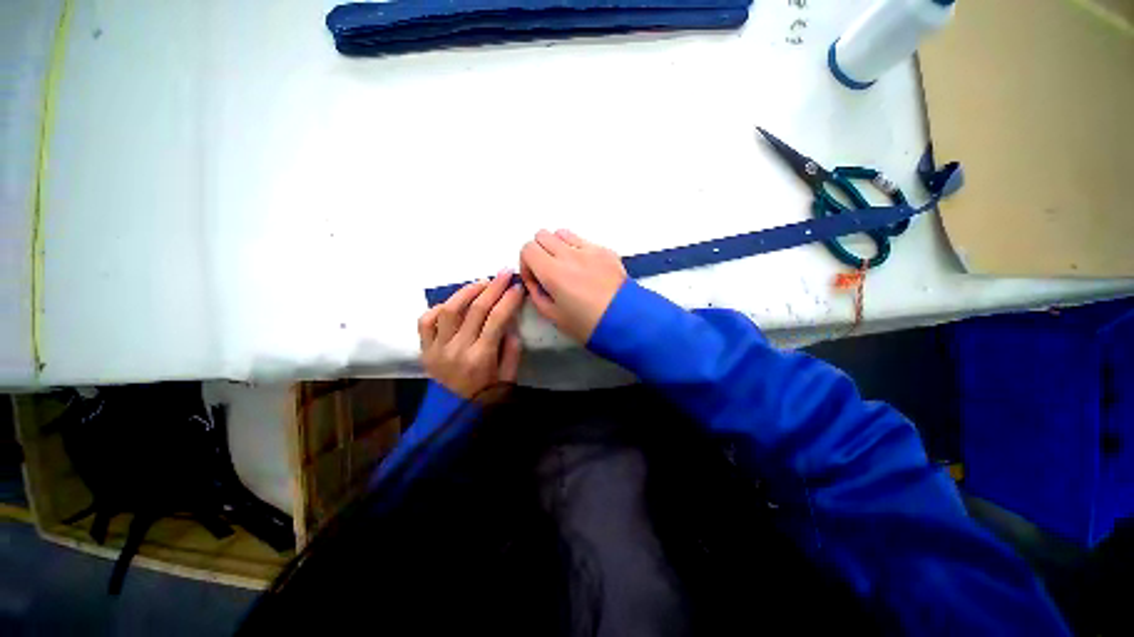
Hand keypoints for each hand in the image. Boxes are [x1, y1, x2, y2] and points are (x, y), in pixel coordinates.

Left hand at [417, 271, 524, 399]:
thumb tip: (510, 324)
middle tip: (504, 274)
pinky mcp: (424, 350)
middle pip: (475, 309)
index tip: (517, 287)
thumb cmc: (485, 400)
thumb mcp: (507, 381)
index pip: (496, 319)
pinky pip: (426, 321)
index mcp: (480, 359)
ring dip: (466, 292)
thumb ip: (511, 352)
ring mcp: (437, 349)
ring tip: (480, 284)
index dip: (508, 299)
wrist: (453, 419)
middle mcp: (457, 350)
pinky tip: (451, 305)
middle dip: (492, 287)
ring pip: (449, 309)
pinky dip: (438, 308)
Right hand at [519, 229, 626, 342]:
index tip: (535, 278)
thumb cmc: (587, 324)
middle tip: (547, 271)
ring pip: (562, 233)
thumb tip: (534, 280)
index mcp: (553, 272)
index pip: (527, 249)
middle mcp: (568, 254)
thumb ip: (536, 293)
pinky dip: (578, 249)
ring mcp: (589, 249)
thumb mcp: (553, 316)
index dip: (526, 263)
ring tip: (566, 266)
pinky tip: (586, 269)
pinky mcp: (605, 250)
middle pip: (542, 235)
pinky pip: (583, 240)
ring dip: (558, 246)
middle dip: (540, 251)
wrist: (627, 321)